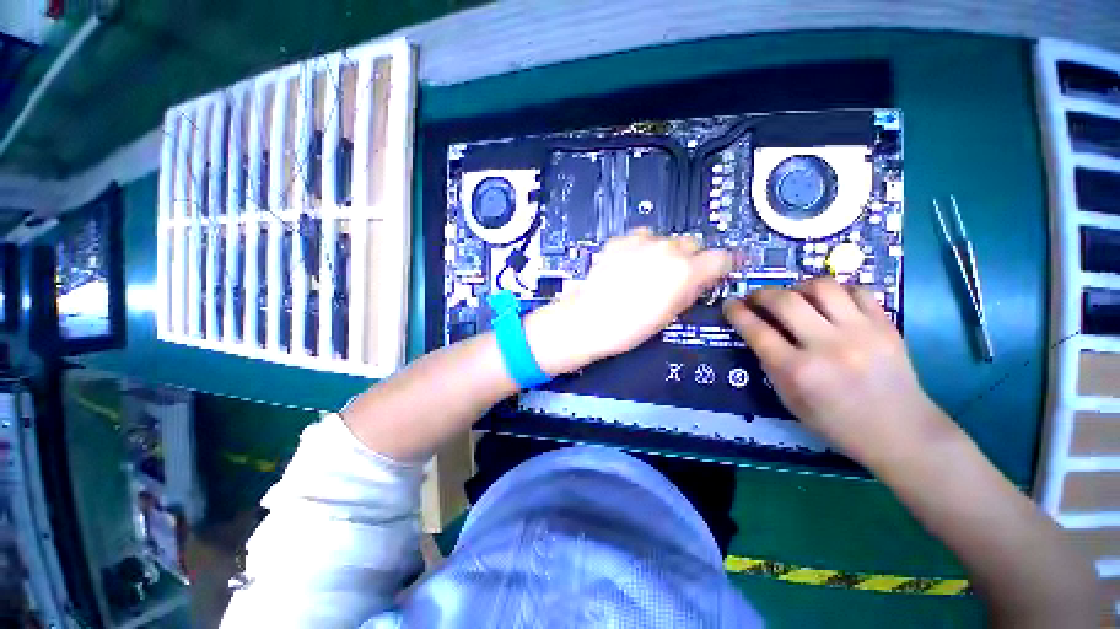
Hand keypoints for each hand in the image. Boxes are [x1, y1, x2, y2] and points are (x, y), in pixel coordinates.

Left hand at [525, 229, 731, 374]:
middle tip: (675, 276)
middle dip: (690, 258)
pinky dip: (640, 248)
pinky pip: (639, 238)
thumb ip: (691, 290)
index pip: (721, 257)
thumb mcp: (670, 314)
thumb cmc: (631, 326)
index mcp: (685, 271)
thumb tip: (702, 279)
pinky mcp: (619, 240)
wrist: (589, 319)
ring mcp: (641, 241)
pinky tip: (628, 265)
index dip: (719, 267)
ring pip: (665, 239)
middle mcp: (666, 249)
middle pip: (693, 244)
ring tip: (647, 271)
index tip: (713, 273)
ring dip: (664, 252)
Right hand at [722, 278, 955, 466]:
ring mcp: (861, 332)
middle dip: (761, 294)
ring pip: (822, 287)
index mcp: (798, 371)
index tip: (729, 303)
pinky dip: (837, 292)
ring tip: (796, 297)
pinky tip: (830, 303)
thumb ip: (771, 364)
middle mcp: (827, 346)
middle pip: (784, 301)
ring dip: (799, 287)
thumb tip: (757, 333)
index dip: (737, 313)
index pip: (756, 331)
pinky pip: (857, 290)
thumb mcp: (790, 400)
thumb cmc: (836, 423)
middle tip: (756, 298)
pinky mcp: (886, 325)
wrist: (901, 432)